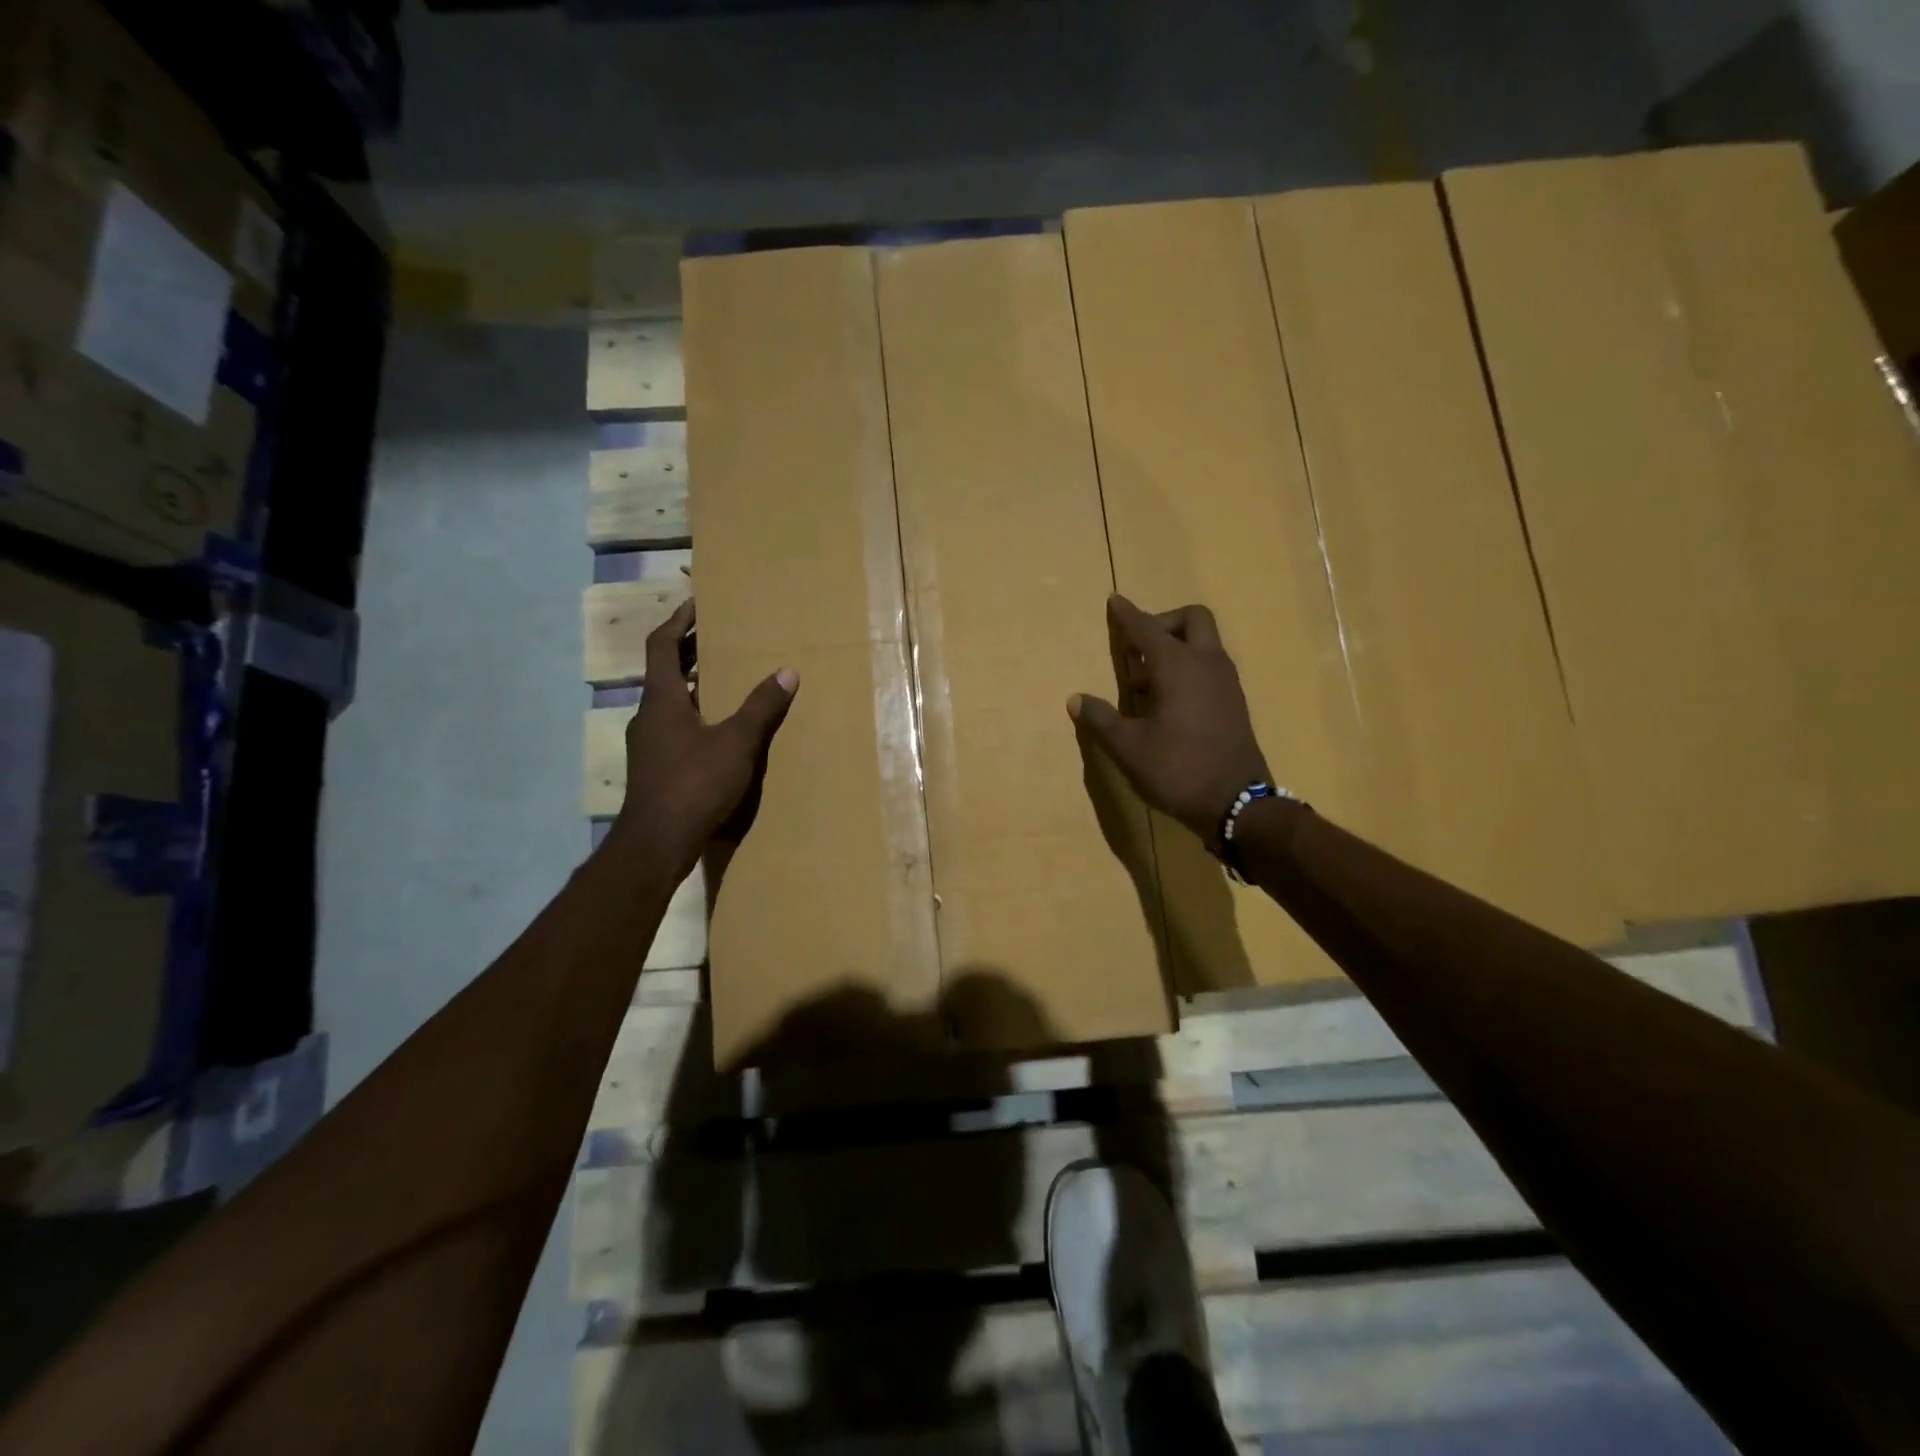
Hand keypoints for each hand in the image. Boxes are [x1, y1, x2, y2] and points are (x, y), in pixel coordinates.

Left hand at [612, 598, 796, 875]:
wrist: (656, 844)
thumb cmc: (693, 784)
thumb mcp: (736, 743)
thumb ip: (761, 708)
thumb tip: (787, 672)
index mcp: (661, 699)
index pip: (662, 645)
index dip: (678, 621)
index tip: (696, 604)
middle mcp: (648, 716)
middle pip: (664, 671)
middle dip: (689, 651)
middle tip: (717, 636)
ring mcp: (648, 744)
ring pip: (669, 701)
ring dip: (693, 684)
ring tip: (725, 676)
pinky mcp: (655, 768)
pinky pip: (675, 726)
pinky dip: (695, 714)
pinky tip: (719, 728)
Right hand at [1069, 595, 1269, 847]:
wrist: (1237, 803)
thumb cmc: (1177, 769)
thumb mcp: (1128, 747)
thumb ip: (1101, 719)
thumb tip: (1076, 699)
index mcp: (1178, 667)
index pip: (1147, 629)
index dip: (1128, 615)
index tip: (1115, 600)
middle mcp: (1207, 664)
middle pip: (1192, 619)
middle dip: (1163, 622)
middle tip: (1138, 648)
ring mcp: (1226, 683)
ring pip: (1203, 644)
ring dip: (1175, 648)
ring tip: (1144, 683)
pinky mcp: (1234, 702)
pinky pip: (1210, 667)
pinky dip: (1188, 669)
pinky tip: (1166, 703)